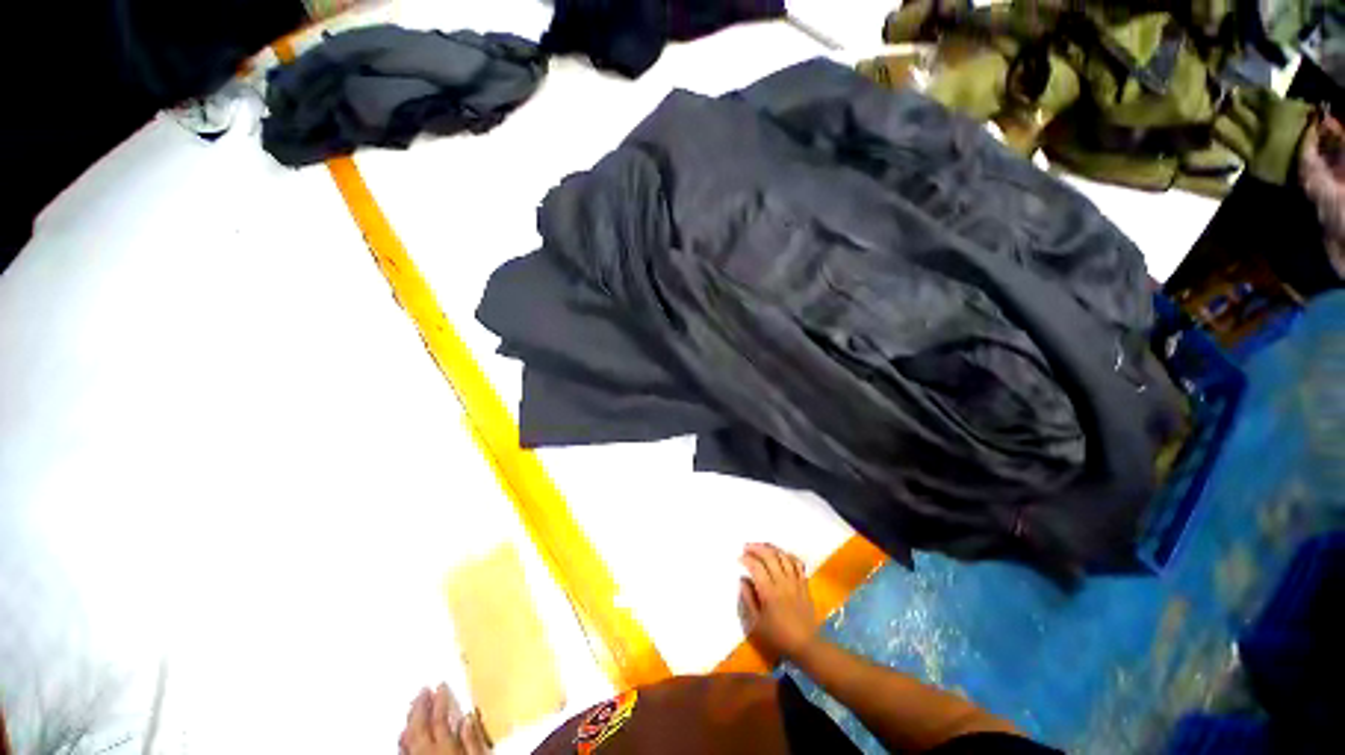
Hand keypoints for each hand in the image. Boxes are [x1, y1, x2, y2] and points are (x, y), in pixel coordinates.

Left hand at [399, 683, 490, 754]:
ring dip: (410, 721)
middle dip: (420, 707)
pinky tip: (405, 734)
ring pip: (407, 740)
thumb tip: (468, 718)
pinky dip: (404, 740)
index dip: (439, 700)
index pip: (438, 718)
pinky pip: (403, 752)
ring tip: (413, 707)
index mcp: (444, 748)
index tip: (440, 686)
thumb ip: (473, 740)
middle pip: (418, 727)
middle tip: (423, 690)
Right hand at [738, 543, 817, 660]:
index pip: (756, 567)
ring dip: (771, 548)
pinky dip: (788, 555)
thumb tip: (742, 580)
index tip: (739, 558)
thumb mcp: (757, 623)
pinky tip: (781, 555)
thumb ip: (748, 599)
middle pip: (769, 556)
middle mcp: (783, 583)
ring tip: (762, 547)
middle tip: (747, 547)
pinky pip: (797, 563)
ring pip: (783, 556)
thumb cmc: (779, 636)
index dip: (746, 559)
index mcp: (769, 592)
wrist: (806, 645)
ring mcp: (795, 582)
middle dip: (756, 548)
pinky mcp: (804, 584)